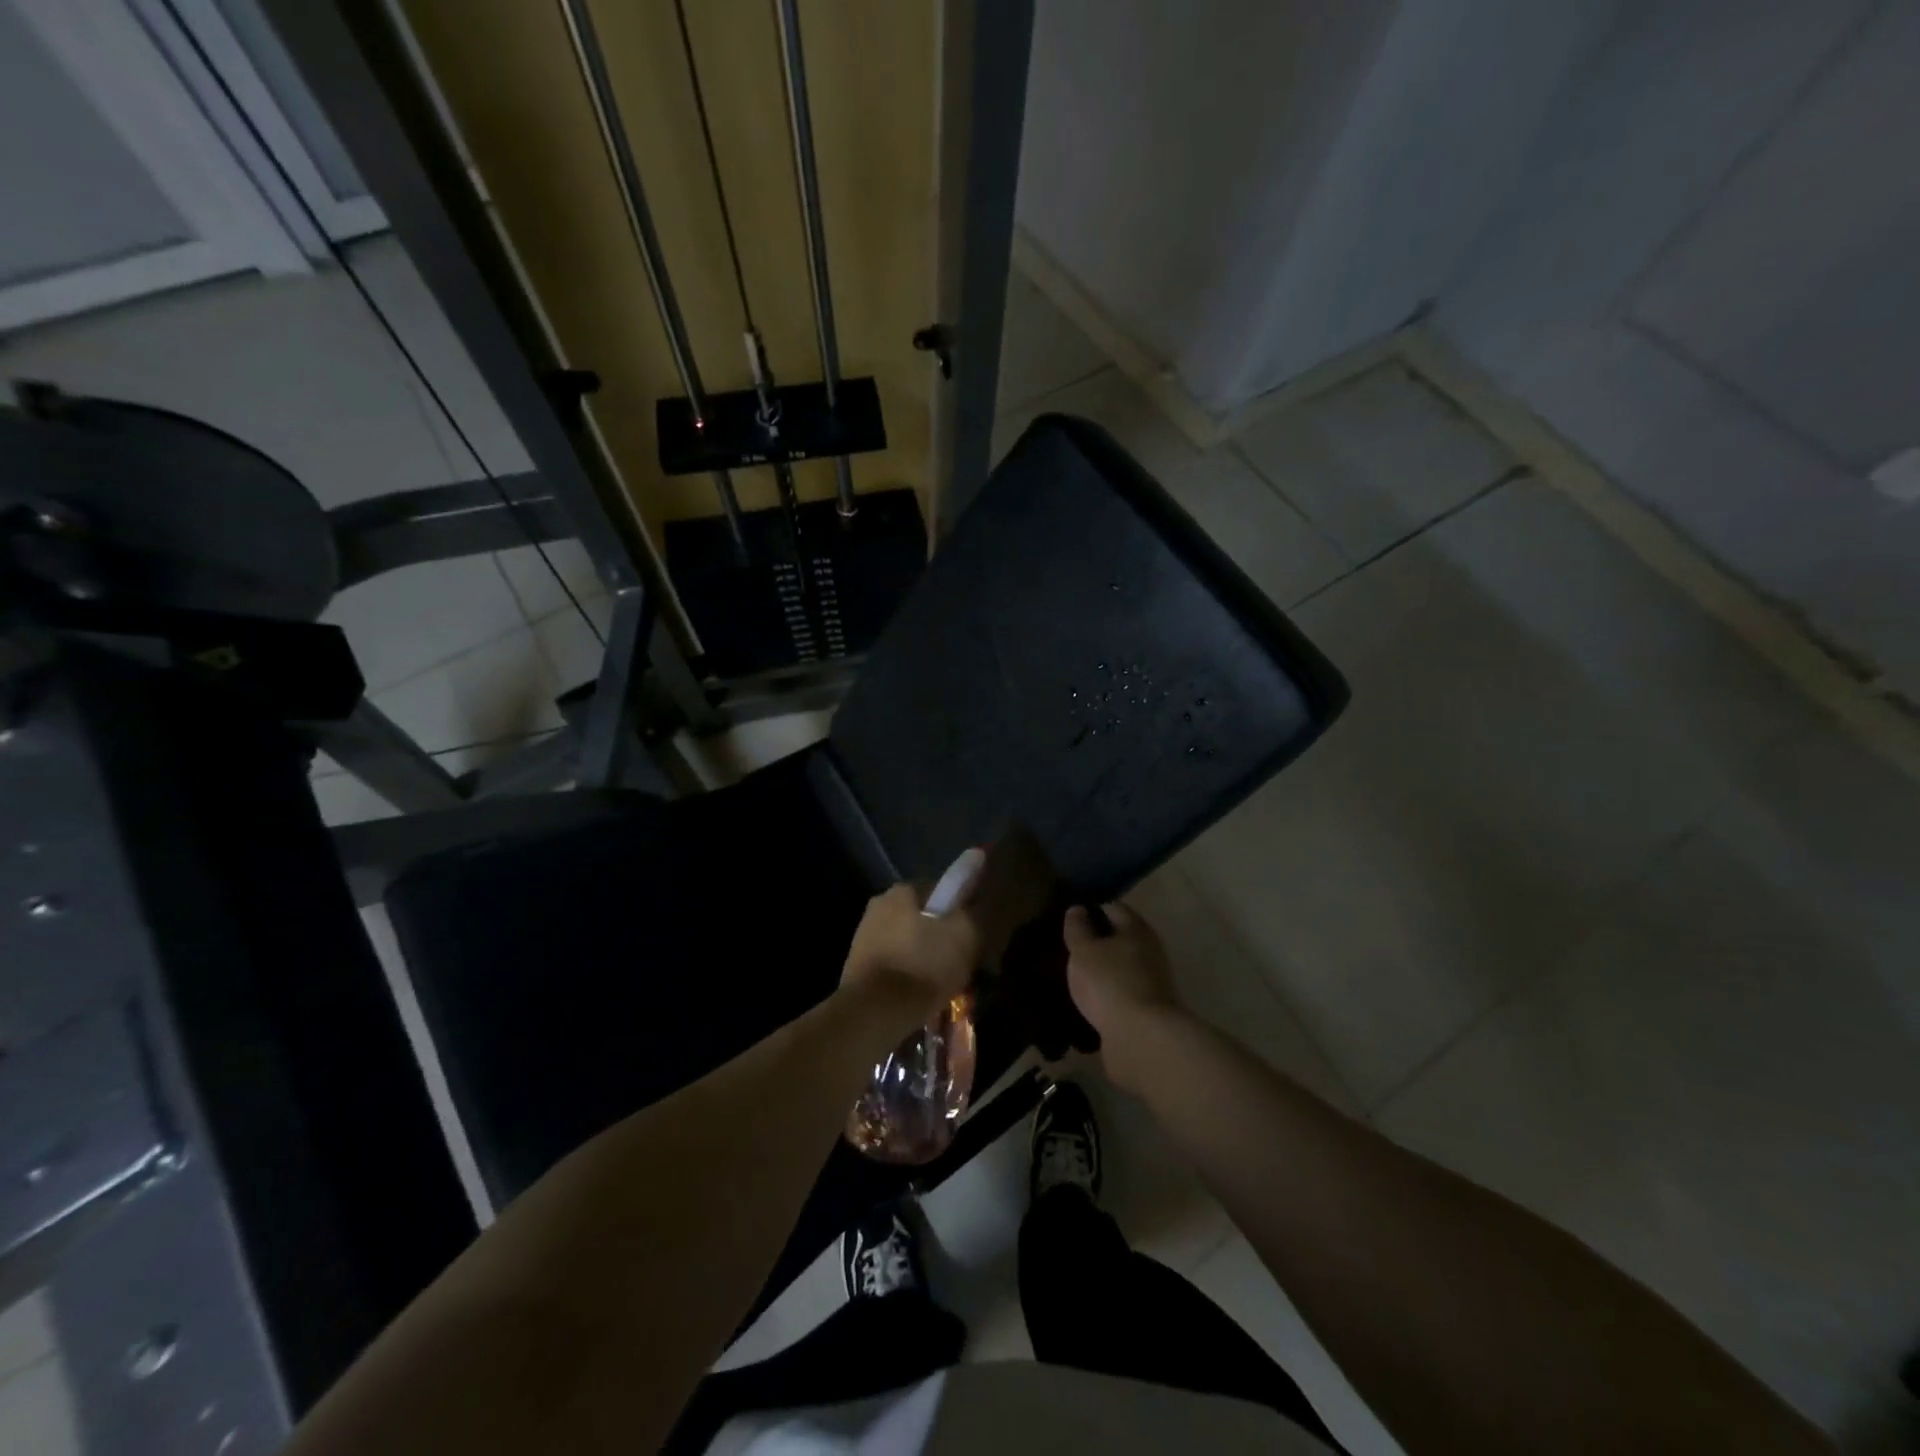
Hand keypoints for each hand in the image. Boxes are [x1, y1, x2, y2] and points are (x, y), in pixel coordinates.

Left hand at [841, 883, 982, 1027]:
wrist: (875, 1013)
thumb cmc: (924, 965)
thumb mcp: (966, 935)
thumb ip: (977, 912)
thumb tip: (981, 902)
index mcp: (902, 890)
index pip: (941, 890)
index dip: (962, 910)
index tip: (974, 933)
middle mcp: (879, 906)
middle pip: (923, 918)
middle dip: (941, 936)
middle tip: (962, 961)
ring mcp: (864, 936)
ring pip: (908, 942)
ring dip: (925, 956)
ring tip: (945, 983)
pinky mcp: (858, 966)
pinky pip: (895, 964)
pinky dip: (909, 974)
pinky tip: (923, 994)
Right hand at [1064, 902, 1183, 1089]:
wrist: (1142, 1039)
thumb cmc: (1110, 983)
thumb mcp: (1084, 951)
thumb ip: (1078, 928)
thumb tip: (1077, 909)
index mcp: (1137, 929)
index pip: (1113, 907)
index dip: (1091, 908)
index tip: (1069, 916)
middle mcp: (1149, 951)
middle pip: (1121, 937)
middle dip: (1097, 939)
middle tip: (1069, 946)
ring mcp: (1151, 982)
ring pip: (1121, 966)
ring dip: (1102, 968)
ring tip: (1075, 973)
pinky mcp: (1146, 1010)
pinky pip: (1122, 992)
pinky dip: (1107, 993)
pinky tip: (1089, 999)